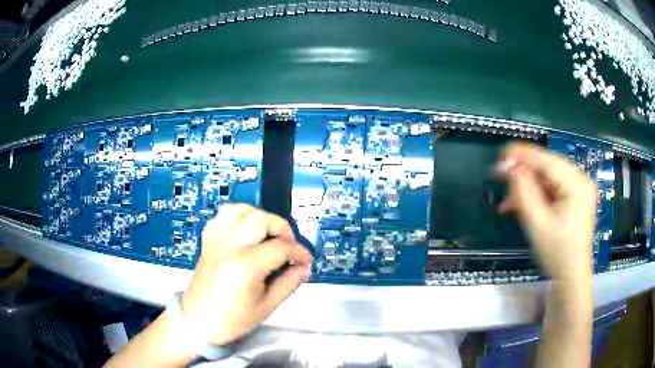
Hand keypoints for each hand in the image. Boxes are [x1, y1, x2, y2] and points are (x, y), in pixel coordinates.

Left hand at [181, 204, 313, 345]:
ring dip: (259, 217)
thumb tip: (304, 268)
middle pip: (261, 219)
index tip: (306, 260)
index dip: (299, 252)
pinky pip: (222, 216)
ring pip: (239, 210)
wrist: (199, 321)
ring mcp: (216, 241)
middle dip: (281, 228)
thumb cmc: (232, 319)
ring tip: (267, 234)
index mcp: (245, 266)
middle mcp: (229, 247)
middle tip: (288, 246)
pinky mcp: (208, 241)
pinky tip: (245, 231)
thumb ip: (288, 283)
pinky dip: (238, 217)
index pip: (280, 247)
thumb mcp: (267, 306)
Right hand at [496, 143, 596, 280]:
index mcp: (577, 185)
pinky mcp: (573, 198)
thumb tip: (510, 167)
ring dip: (527, 188)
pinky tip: (520, 205)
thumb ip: (524, 192)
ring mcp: (578, 189)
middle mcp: (580, 180)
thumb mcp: (538, 224)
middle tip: (501, 180)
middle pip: (547, 168)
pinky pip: (551, 189)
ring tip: (508, 202)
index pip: (548, 162)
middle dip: (524, 175)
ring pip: (547, 179)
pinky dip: (535, 196)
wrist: (571, 276)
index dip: (524, 156)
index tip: (501, 152)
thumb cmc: (557, 254)